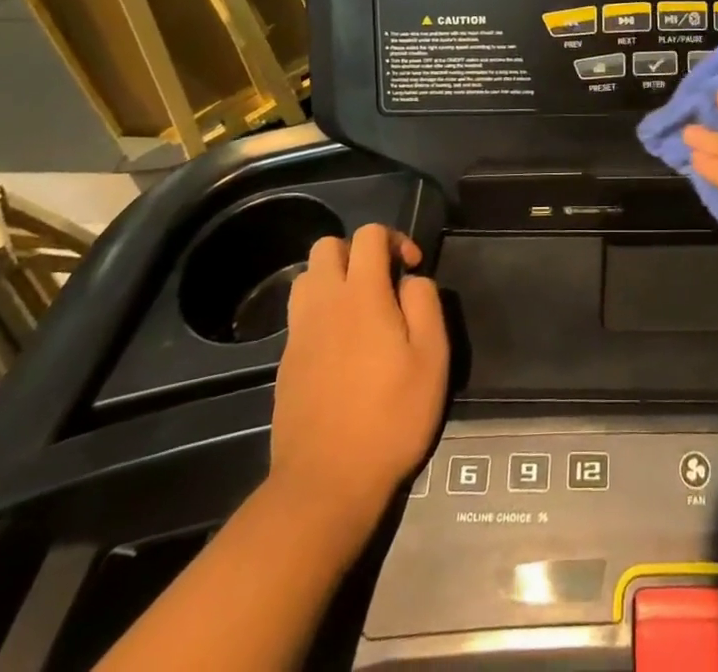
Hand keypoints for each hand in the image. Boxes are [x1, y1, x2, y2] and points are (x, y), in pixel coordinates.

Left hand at [268, 224, 448, 544]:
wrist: (325, 484)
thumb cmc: (390, 417)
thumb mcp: (432, 358)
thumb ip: (425, 303)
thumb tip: (411, 279)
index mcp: (362, 295)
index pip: (368, 235)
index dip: (394, 239)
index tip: (411, 269)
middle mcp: (324, 304)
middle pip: (327, 246)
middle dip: (357, 252)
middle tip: (382, 283)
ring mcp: (298, 333)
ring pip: (307, 277)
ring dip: (333, 279)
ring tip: (359, 309)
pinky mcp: (285, 362)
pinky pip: (299, 314)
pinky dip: (320, 312)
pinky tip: (341, 346)